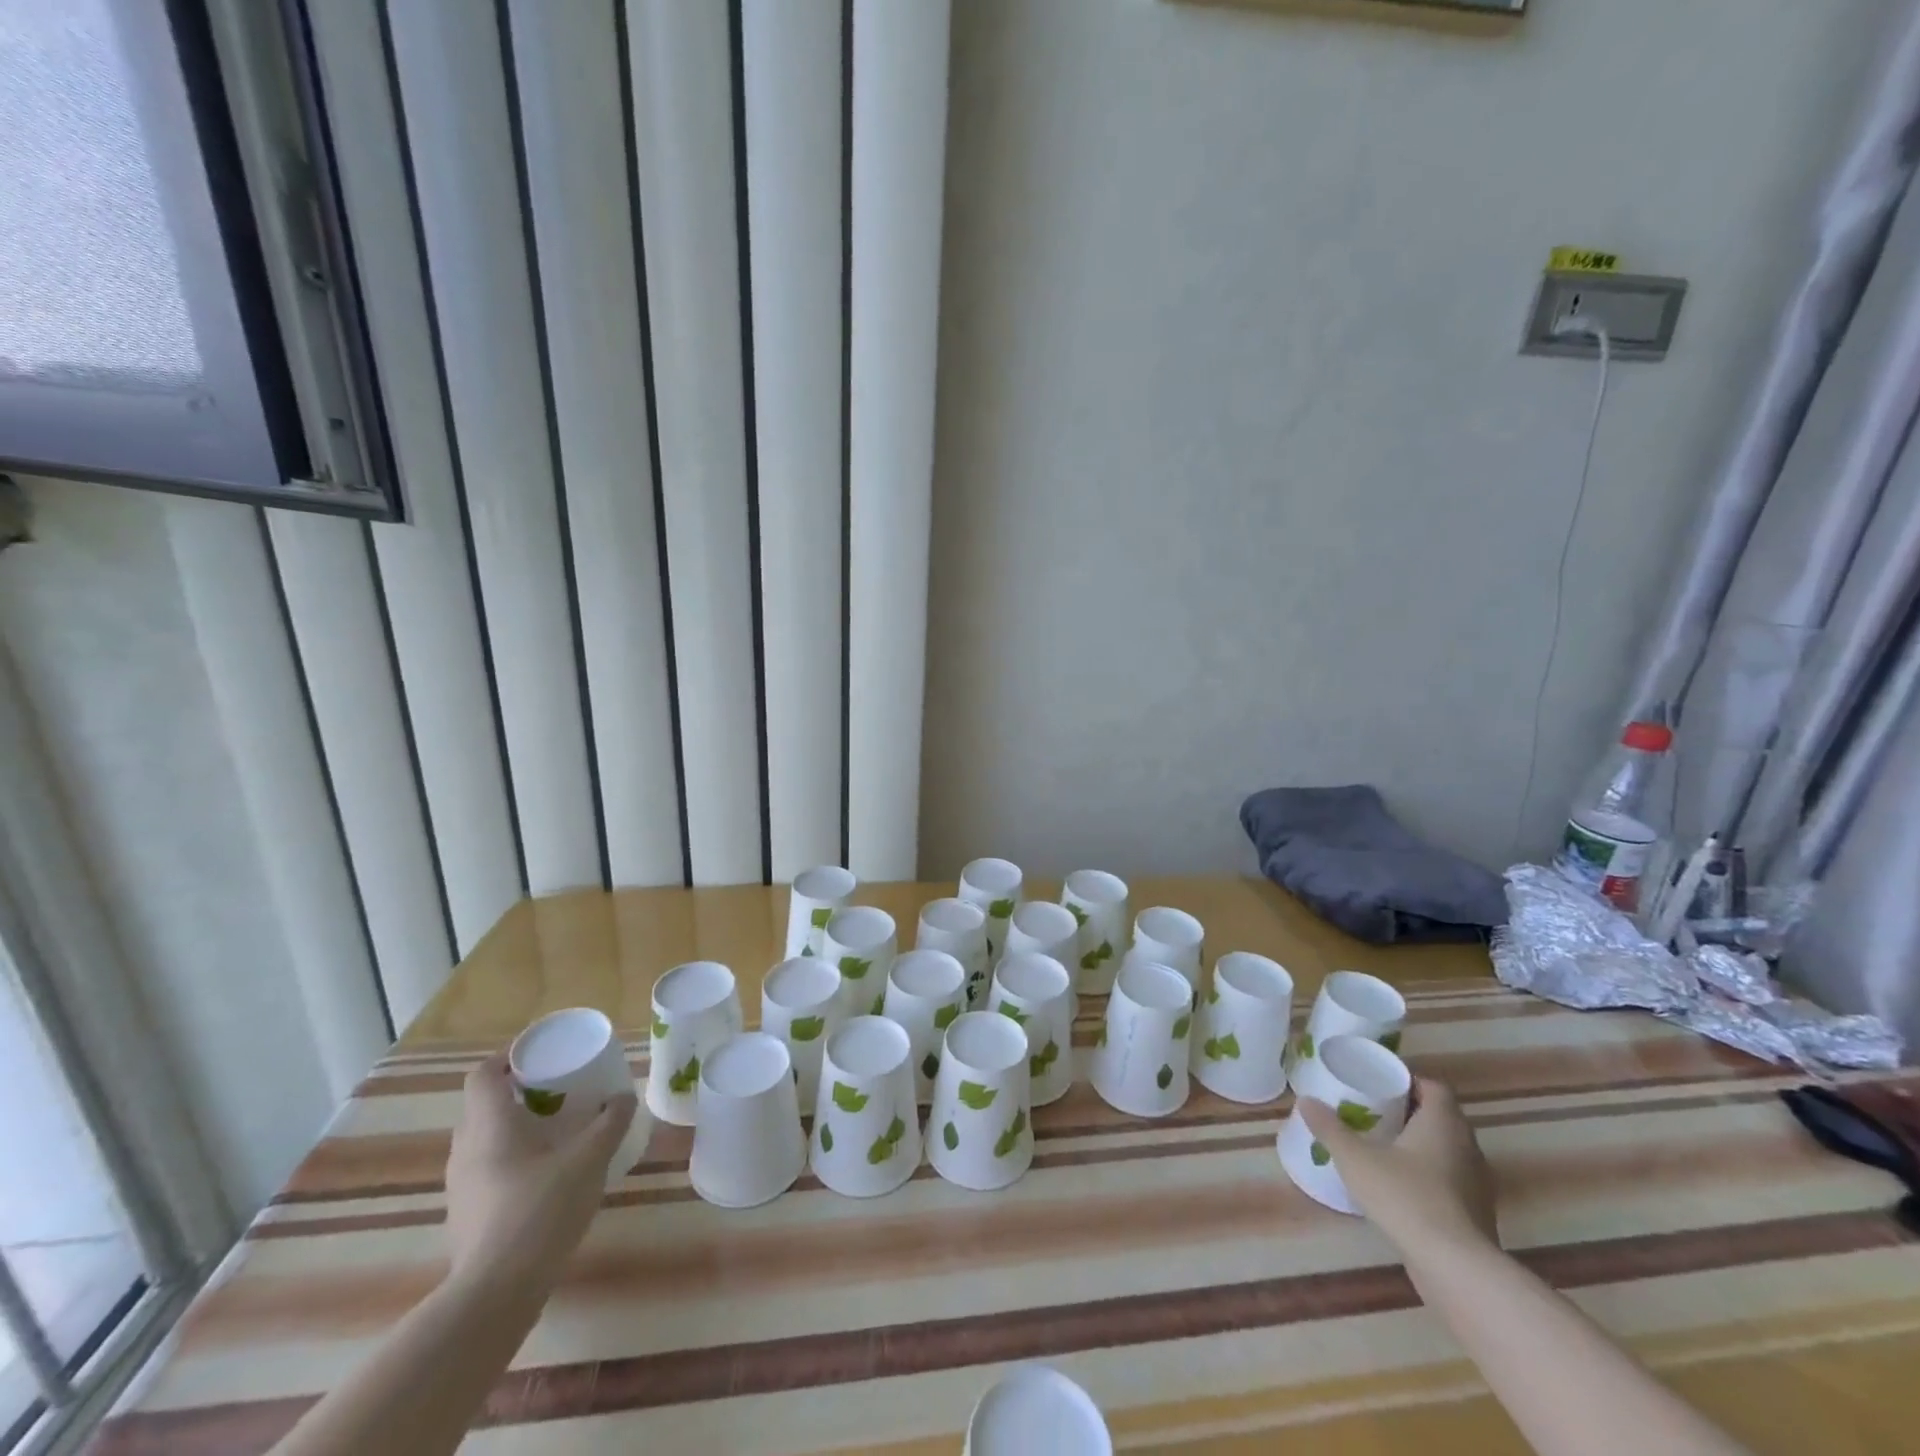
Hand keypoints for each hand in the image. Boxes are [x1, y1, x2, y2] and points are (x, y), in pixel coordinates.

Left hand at [444, 1053, 635, 1291]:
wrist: (495, 1293)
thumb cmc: (541, 1210)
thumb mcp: (589, 1159)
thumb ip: (610, 1124)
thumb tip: (624, 1097)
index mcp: (490, 1125)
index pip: (483, 1075)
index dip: (507, 1058)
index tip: (539, 1055)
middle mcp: (466, 1149)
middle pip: (483, 1105)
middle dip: (517, 1092)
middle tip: (556, 1090)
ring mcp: (460, 1185)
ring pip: (483, 1139)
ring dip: (513, 1127)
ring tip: (553, 1131)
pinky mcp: (464, 1215)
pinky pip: (484, 1169)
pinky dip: (510, 1159)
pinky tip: (542, 1175)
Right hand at [1298, 1077, 1496, 1255]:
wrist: (1456, 1268)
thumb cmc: (1406, 1197)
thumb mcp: (1355, 1159)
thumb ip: (1330, 1128)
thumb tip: (1305, 1101)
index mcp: (1443, 1122)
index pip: (1434, 1086)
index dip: (1409, 1081)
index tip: (1380, 1084)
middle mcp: (1467, 1146)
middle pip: (1441, 1116)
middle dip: (1409, 1111)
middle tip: (1374, 1111)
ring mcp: (1477, 1182)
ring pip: (1447, 1148)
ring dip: (1421, 1144)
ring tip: (1384, 1146)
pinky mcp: (1477, 1213)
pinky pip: (1451, 1178)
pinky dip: (1429, 1174)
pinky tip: (1401, 1186)